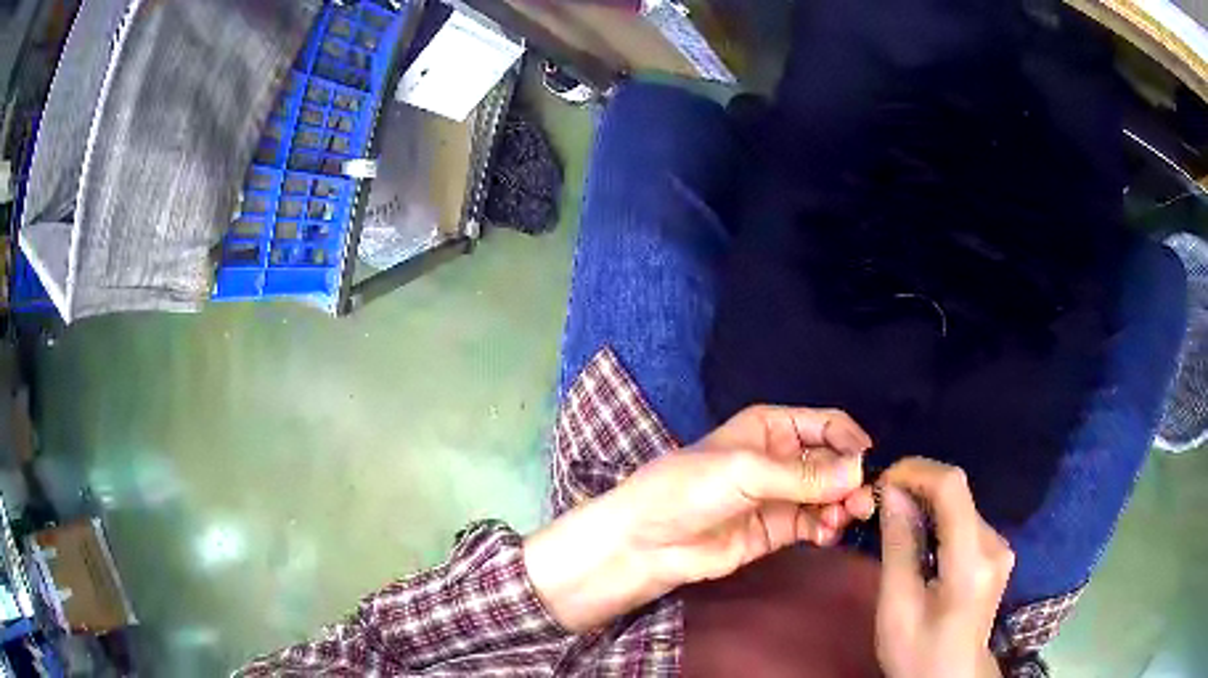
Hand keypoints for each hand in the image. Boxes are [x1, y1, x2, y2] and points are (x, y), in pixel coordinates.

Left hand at [524, 405, 872, 631]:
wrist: (649, 542)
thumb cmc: (689, 489)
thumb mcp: (744, 471)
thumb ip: (802, 476)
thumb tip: (858, 472)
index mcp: (773, 426)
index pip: (829, 424)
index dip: (852, 442)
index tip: (868, 466)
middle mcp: (784, 457)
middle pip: (835, 462)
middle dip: (852, 479)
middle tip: (861, 503)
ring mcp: (783, 495)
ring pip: (830, 495)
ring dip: (842, 506)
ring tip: (839, 521)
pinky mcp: (780, 530)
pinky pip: (816, 524)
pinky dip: (827, 528)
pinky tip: (825, 535)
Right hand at [875, 458, 1013, 677]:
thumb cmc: (918, 651)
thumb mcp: (897, 606)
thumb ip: (898, 546)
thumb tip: (891, 492)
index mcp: (971, 561)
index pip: (952, 487)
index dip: (916, 471)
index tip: (882, 481)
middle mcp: (995, 544)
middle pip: (957, 493)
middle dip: (917, 486)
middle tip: (880, 502)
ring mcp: (1000, 547)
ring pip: (961, 503)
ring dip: (926, 502)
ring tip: (894, 517)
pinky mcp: (997, 552)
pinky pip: (965, 519)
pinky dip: (939, 517)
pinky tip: (919, 536)